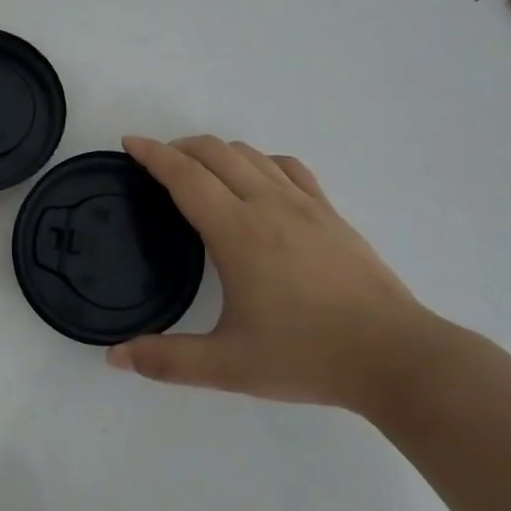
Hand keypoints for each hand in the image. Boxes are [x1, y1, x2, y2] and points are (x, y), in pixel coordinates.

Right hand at [107, 135, 439, 412]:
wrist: (395, 357)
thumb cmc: (307, 356)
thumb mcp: (229, 367)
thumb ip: (167, 361)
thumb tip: (114, 357)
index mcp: (237, 231)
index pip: (185, 176)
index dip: (152, 154)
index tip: (129, 143)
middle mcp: (267, 204)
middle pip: (215, 152)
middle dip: (179, 147)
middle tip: (156, 164)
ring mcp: (304, 204)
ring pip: (251, 154)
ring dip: (216, 152)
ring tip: (199, 171)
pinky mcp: (330, 212)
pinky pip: (288, 167)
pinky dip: (260, 161)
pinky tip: (258, 180)